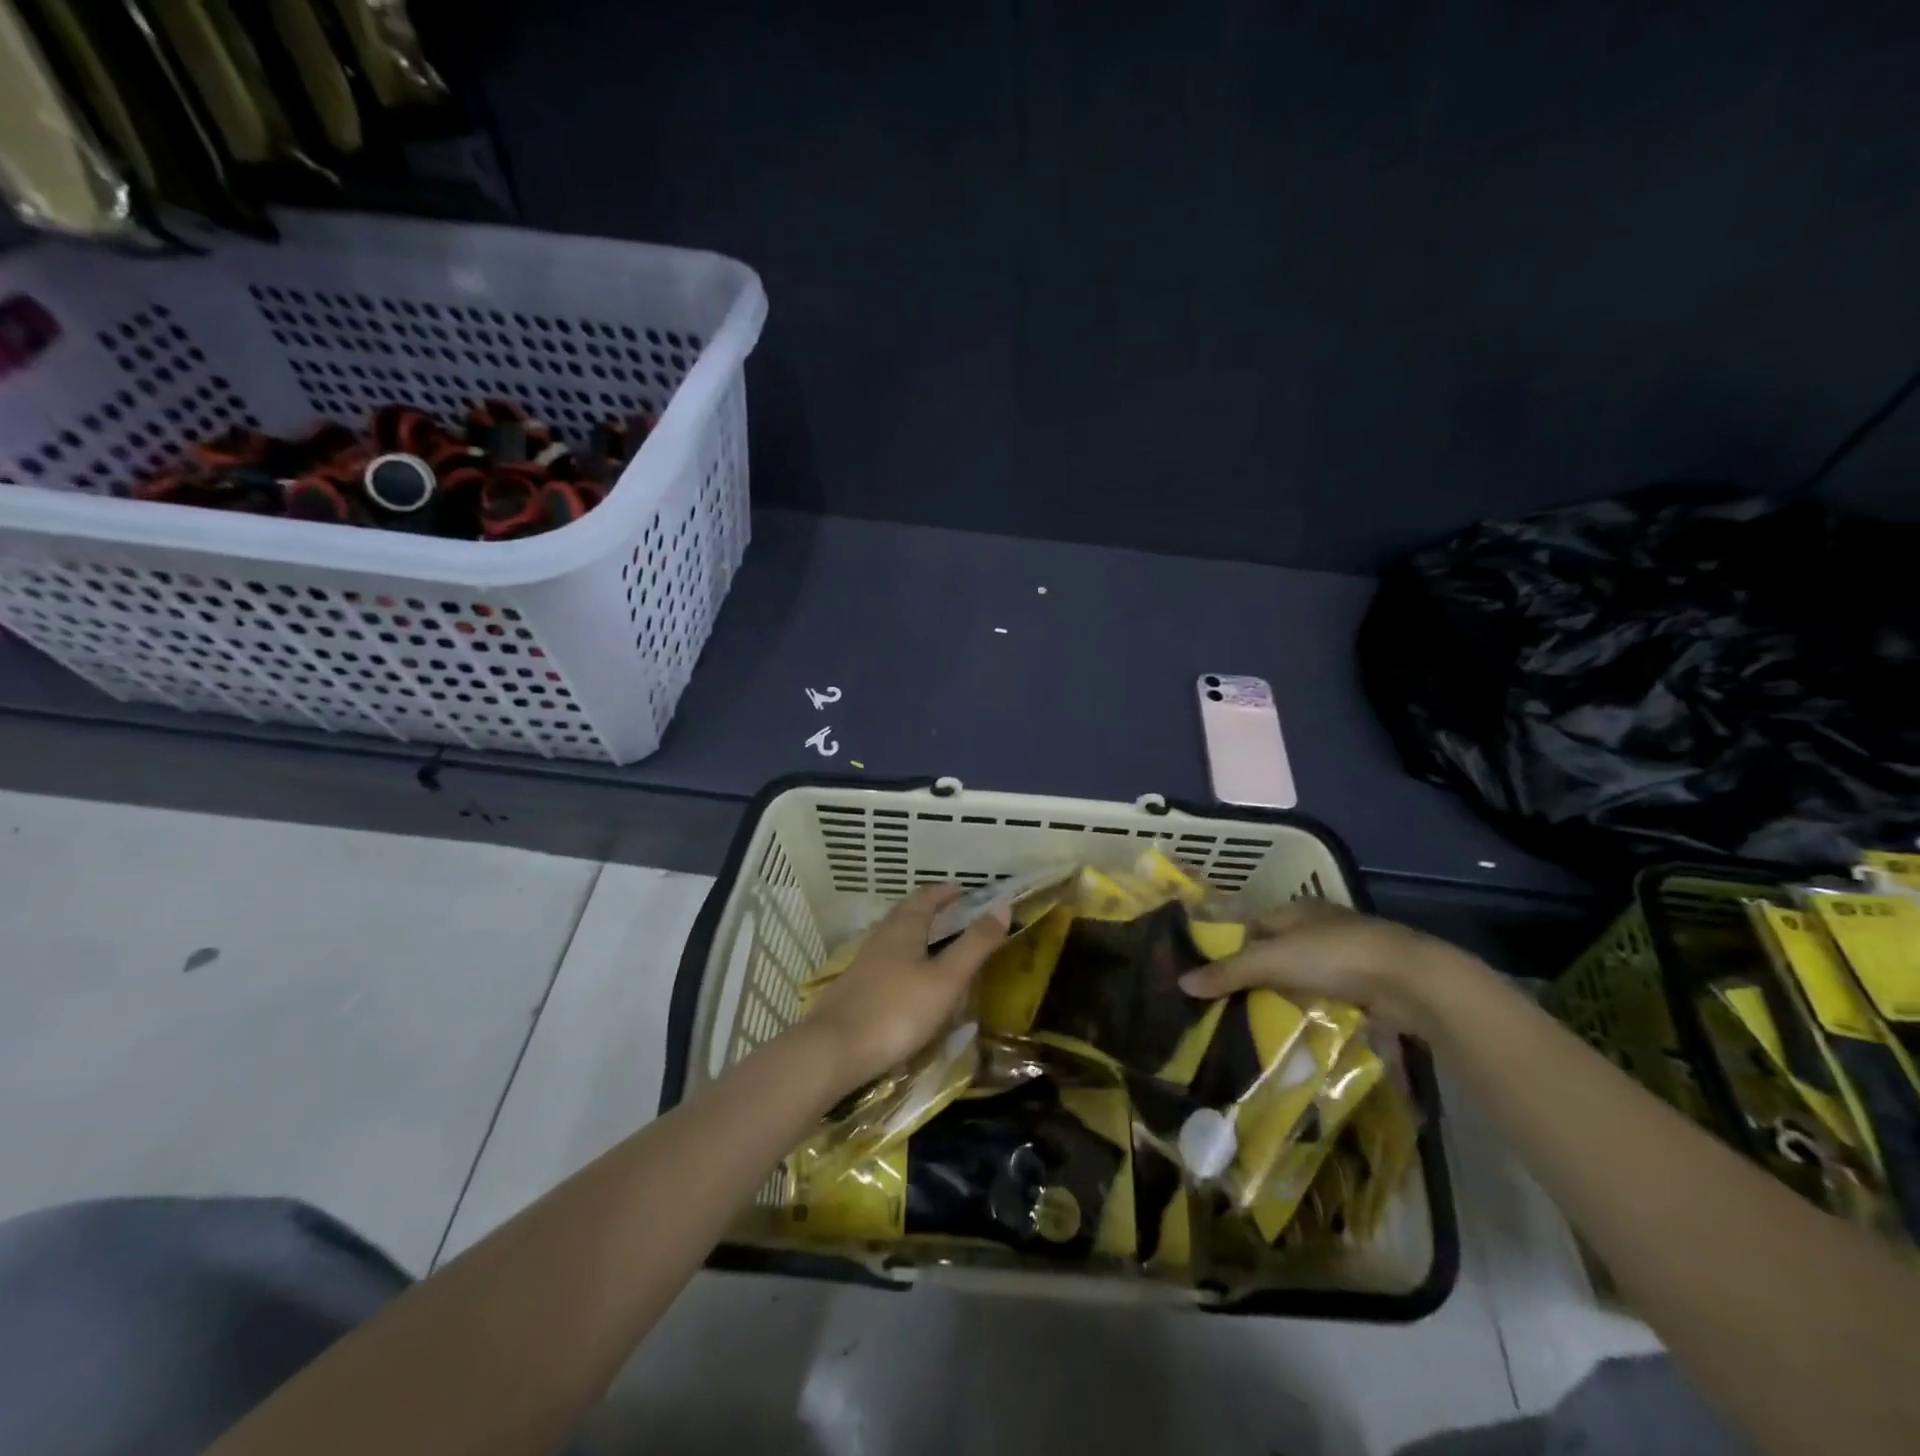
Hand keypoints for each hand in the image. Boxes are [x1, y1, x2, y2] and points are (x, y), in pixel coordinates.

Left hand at [801, 885, 1009, 1092]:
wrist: (833, 1050)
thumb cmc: (897, 1011)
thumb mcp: (946, 979)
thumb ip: (975, 945)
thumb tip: (1002, 907)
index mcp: (903, 929)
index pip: (926, 898)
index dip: (945, 892)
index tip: (963, 890)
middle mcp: (880, 939)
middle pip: (906, 914)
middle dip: (930, 909)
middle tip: (953, 912)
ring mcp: (863, 965)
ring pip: (893, 938)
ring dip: (915, 934)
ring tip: (935, 943)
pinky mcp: (854, 990)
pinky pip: (885, 962)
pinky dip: (903, 959)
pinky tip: (908, 980)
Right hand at [1177, 899, 1473, 1032]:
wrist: (1412, 980)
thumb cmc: (1335, 956)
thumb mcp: (1272, 961)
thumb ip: (1228, 972)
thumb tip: (1181, 982)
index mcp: (1296, 908)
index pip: (1253, 924)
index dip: (1232, 946)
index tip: (1214, 975)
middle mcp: (1320, 925)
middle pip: (1277, 949)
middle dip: (1258, 974)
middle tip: (1231, 1003)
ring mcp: (1347, 953)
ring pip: (1303, 973)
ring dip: (1286, 993)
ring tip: (1259, 1019)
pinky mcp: (1368, 982)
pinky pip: (1327, 994)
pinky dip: (1313, 1006)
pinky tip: (1300, 1024)